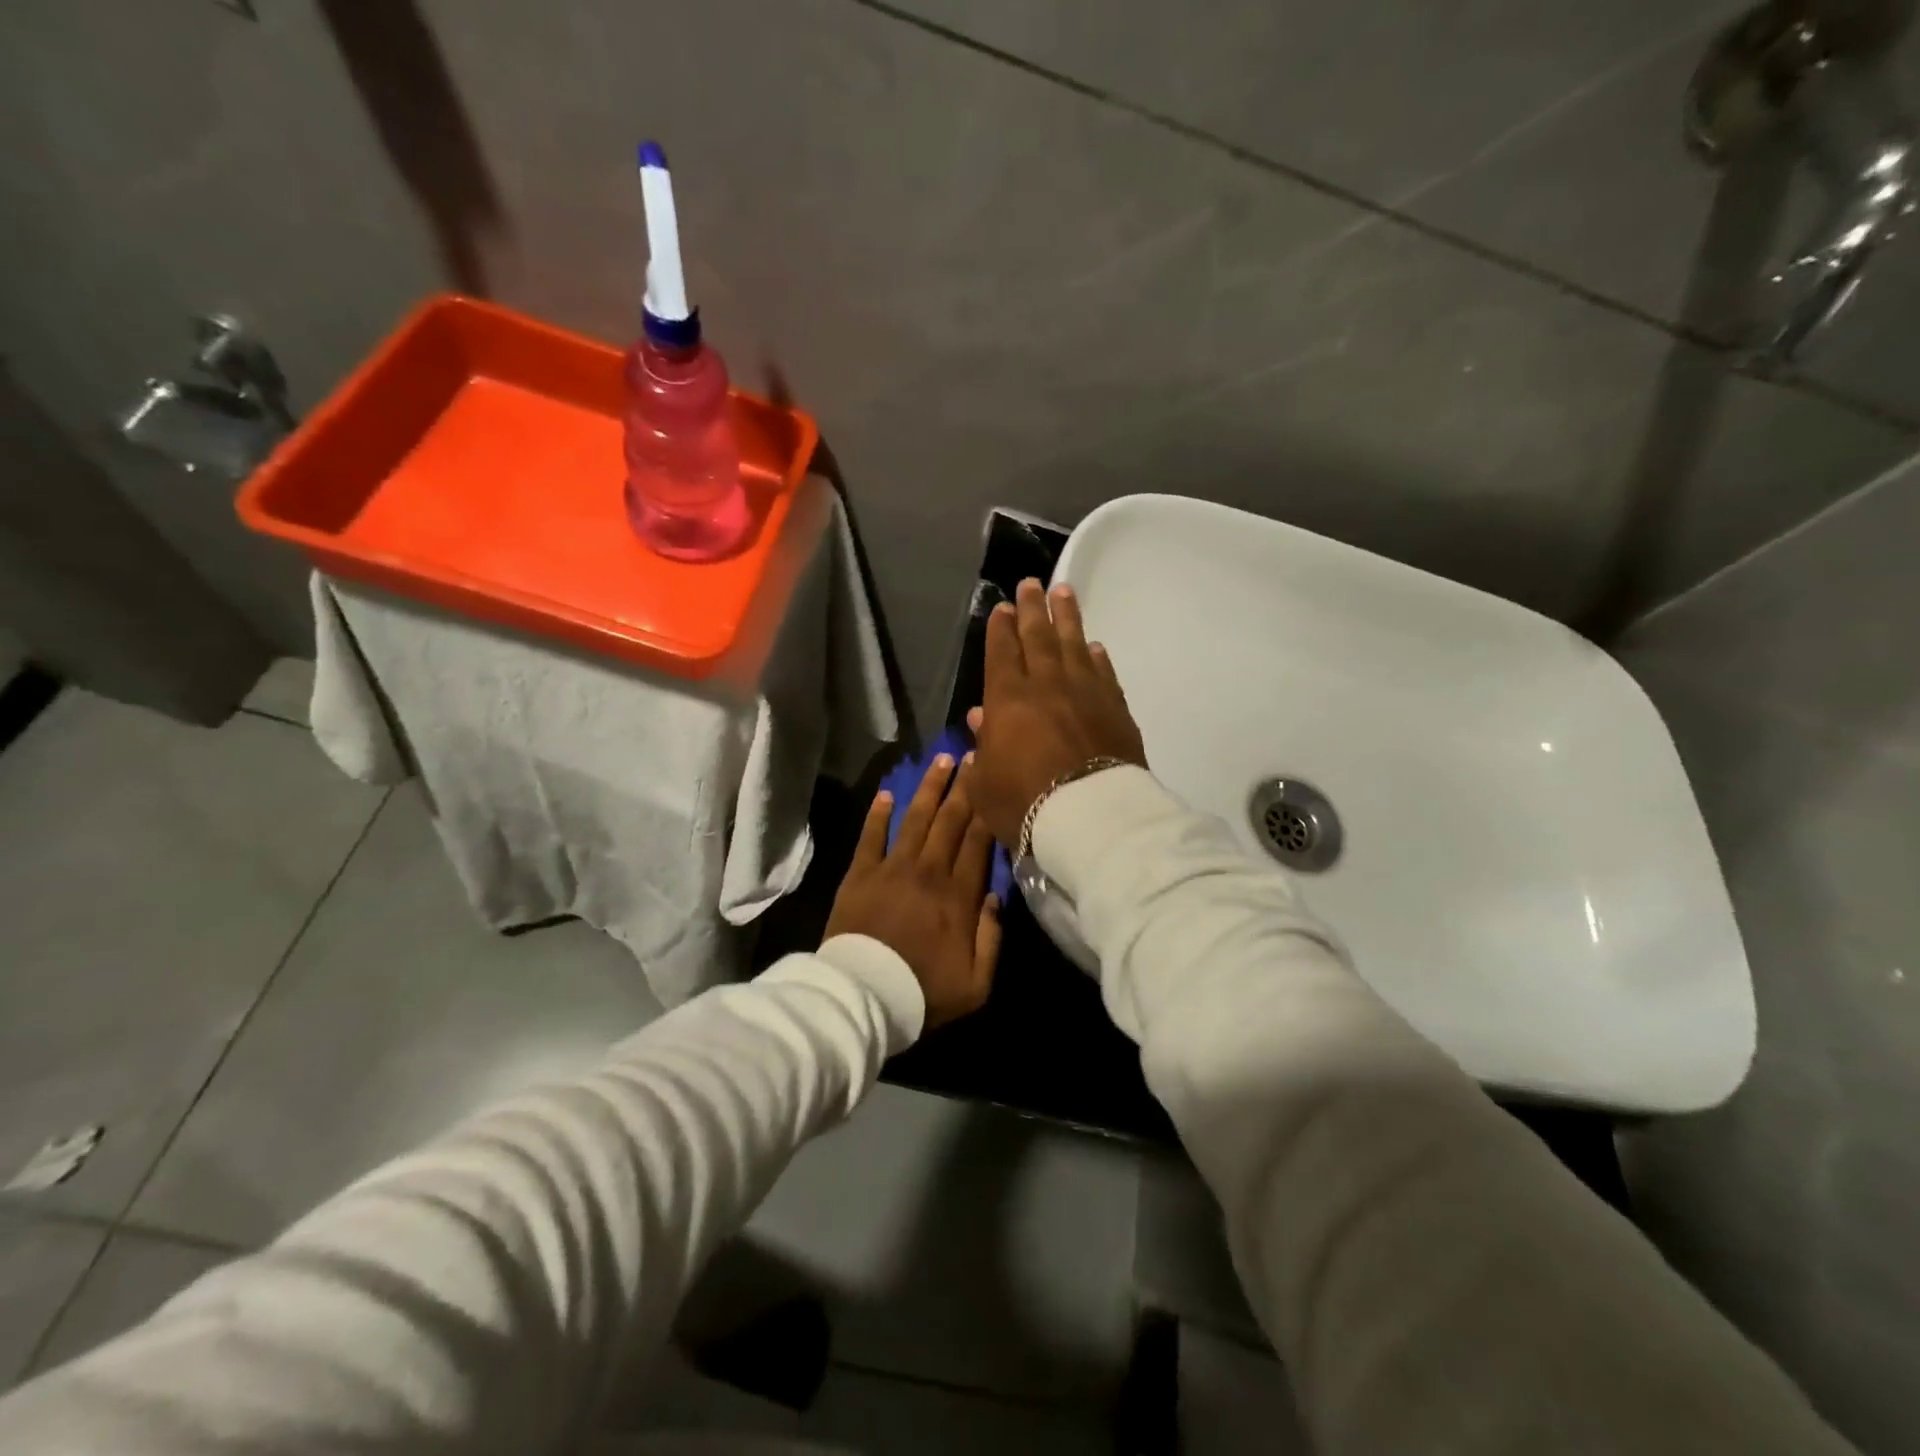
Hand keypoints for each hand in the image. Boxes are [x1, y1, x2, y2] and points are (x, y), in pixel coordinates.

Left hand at [824, 753, 1002, 1028]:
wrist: (863, 996)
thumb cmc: (923, 992)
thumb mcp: (976, 982)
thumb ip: (992, 938)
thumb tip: (997, 898)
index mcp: (960, 895)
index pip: (978, 842)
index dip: (987, 809)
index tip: (994, 780)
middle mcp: (929, 871)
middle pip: (950, 820)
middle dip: (964, 786)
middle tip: (973, 754)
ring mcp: (892, 868)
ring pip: (916, 818)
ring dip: (929, 787)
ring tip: (941, 759)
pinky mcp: (860, 874)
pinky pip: (871, 836)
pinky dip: (878, 814)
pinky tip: (886, 793)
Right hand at [967, 578, 1147, 849]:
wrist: (1091, 818)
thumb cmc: (1025, 803)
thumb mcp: (985, 783)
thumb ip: (982, 746)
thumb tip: (979, 717)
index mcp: (1008, 700)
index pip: (1002, 652)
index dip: (1001, 629)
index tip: (1003, 607)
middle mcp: (1047, 685)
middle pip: (1039, 636)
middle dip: (1033, 608)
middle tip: (1031, 584)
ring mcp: (1086, 693)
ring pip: (1074, 644)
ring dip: (1067, 617)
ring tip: (1064, 592)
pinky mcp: (1116, 709)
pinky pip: (1104, 673)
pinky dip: (1098, 657)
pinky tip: (1095, 647)